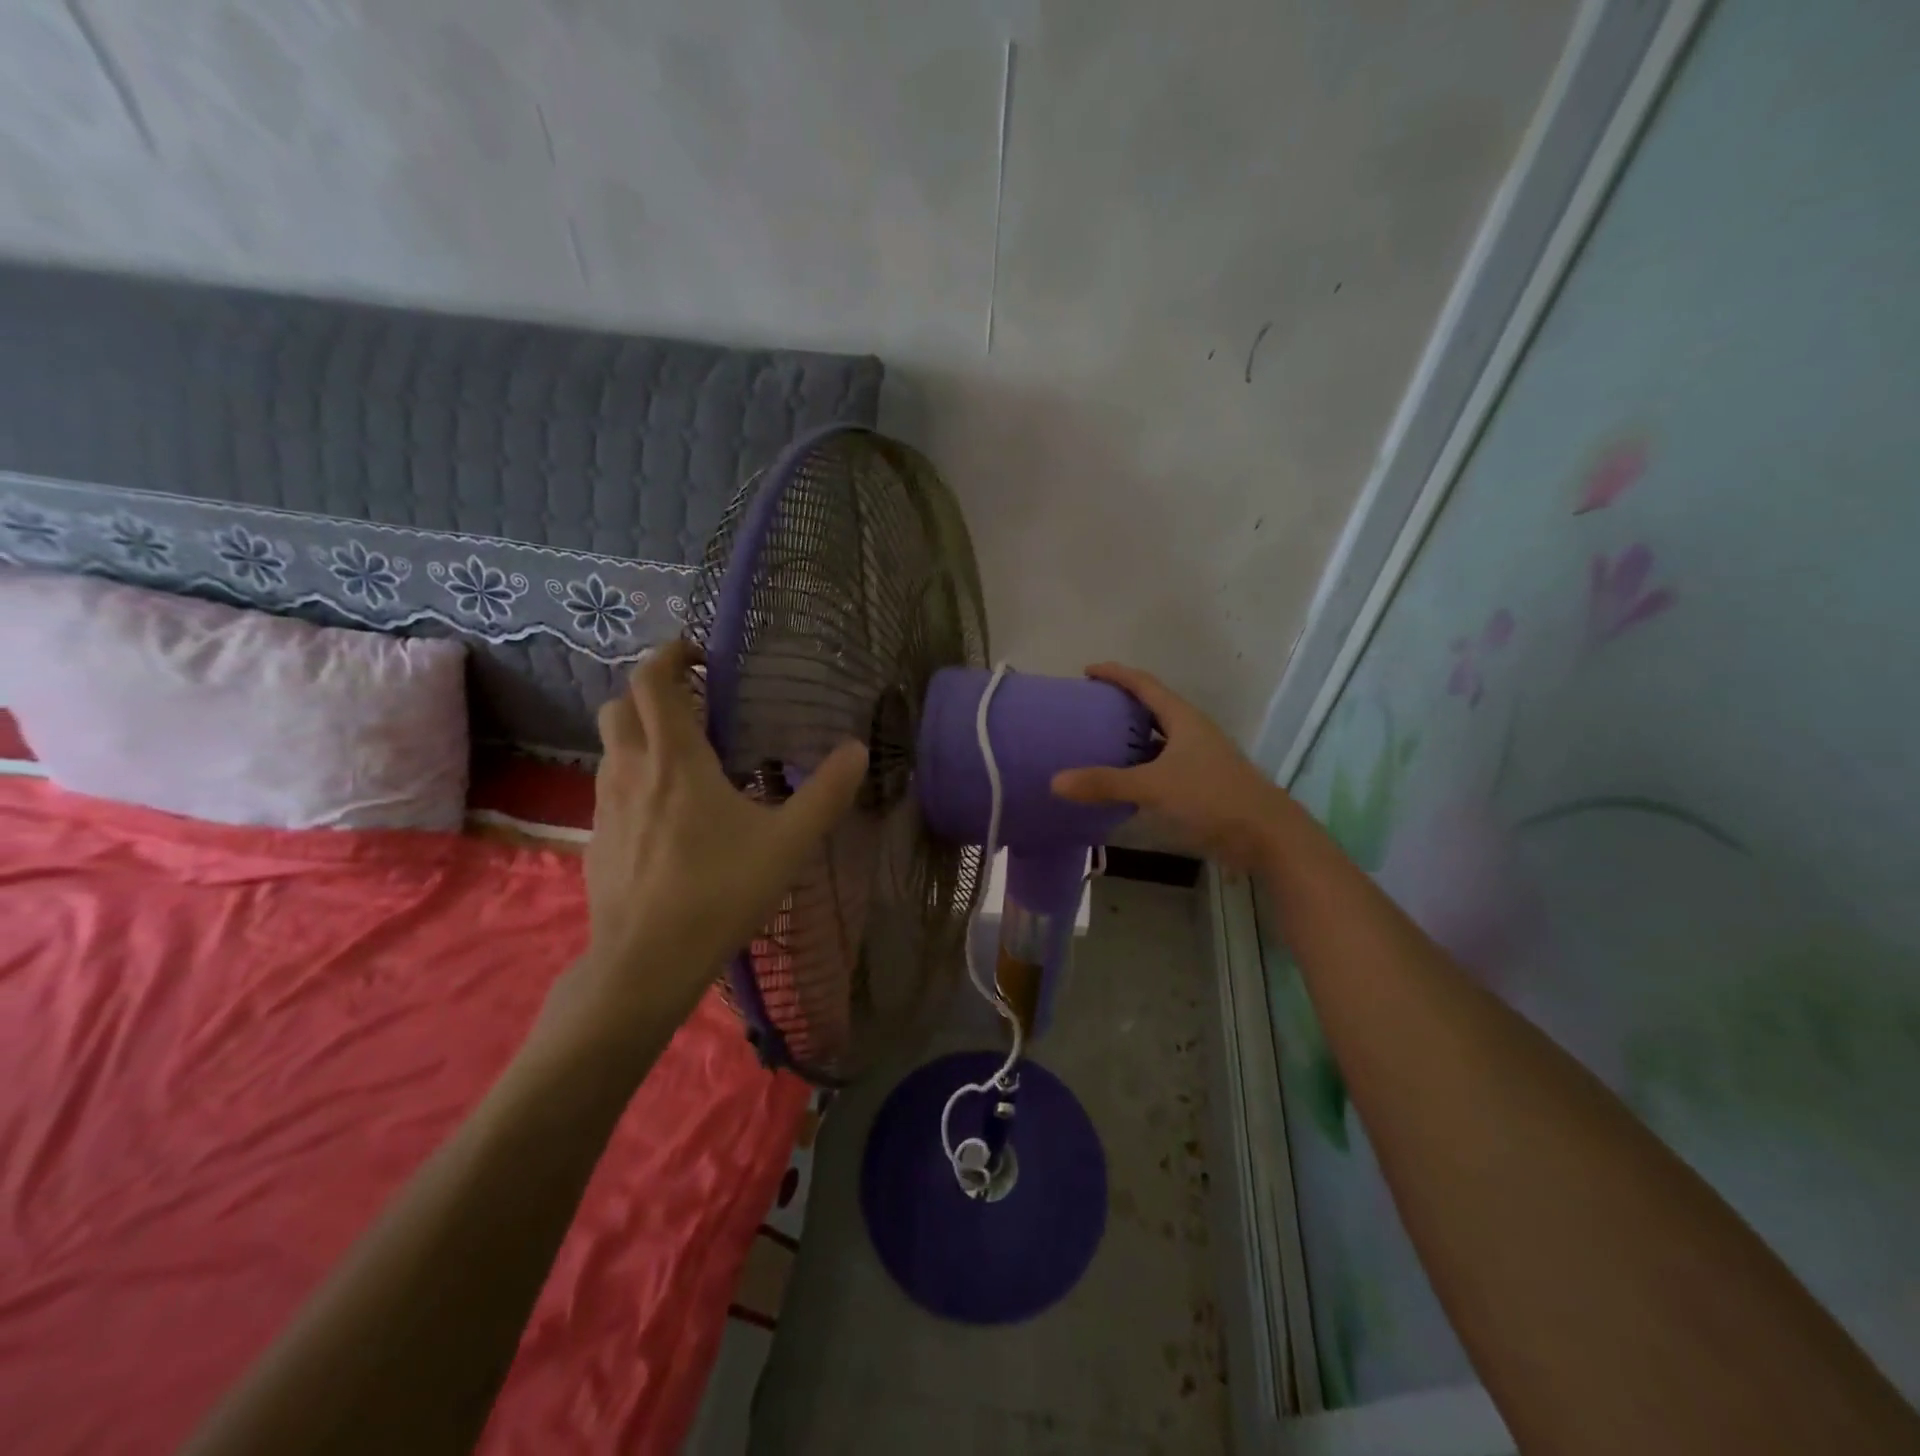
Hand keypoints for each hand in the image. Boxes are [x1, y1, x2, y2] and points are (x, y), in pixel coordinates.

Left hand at [567, 640, 868, 1040]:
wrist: (647, 962)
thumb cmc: (720, 891)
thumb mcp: (789, 842)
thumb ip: (827, 792)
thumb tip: (858, 750)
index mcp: (675, 759)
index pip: (651, 681)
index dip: (670, 655)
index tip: (700, 656)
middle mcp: (632, 771)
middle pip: (620, 706)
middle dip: (652, 693)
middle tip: (695, 707)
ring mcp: (605, 806)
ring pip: (613, 748)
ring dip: (643, 736)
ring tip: (689, 761)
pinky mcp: (597, 840)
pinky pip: (612, 789)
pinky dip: (636, 779)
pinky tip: (670, 817)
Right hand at [1050, 662, 1294, 874]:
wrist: (1265, 835)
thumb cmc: (1212, 797)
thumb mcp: (1154, 786)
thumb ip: (1105, 783)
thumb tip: (1055, 781)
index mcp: (1183, 719)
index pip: (1145, 685)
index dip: (1116, 674)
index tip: (1087, 672)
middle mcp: (1191, 732)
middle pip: (1152, 708)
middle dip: (1121, 705)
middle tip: (1088, 708)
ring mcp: (1198, 758)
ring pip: (1157, 740)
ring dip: (1130, 739)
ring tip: (1097, 742)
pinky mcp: (1200, 784)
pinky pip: (1161, 766)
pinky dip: (1139, 768)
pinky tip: (1121, 781)